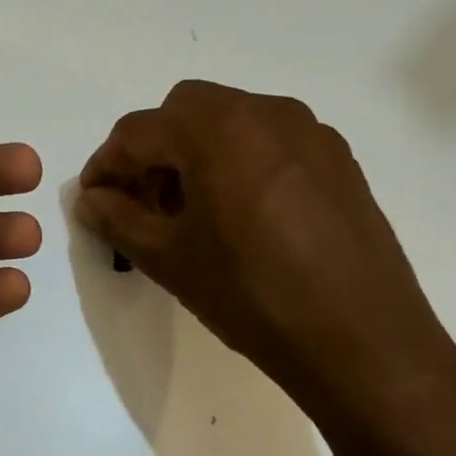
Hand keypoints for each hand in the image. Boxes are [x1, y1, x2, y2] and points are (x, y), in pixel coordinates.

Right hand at [76, 80, 455, 443]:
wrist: (364, 344)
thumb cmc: (252, 296)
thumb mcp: (169, 258)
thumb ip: (118, 218)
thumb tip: (90, 199)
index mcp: (218, 128)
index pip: (138, 131)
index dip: (106, 165)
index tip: (93, 200)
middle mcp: (266, 112)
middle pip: (185, 111)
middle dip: (153, 150)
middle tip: (143, 203)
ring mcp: (310, 132)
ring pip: (230, 120)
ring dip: (196, 152)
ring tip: (191, 212)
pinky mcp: (339, 159)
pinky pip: (270, 140)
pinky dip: (239, 160)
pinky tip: (241, 215)